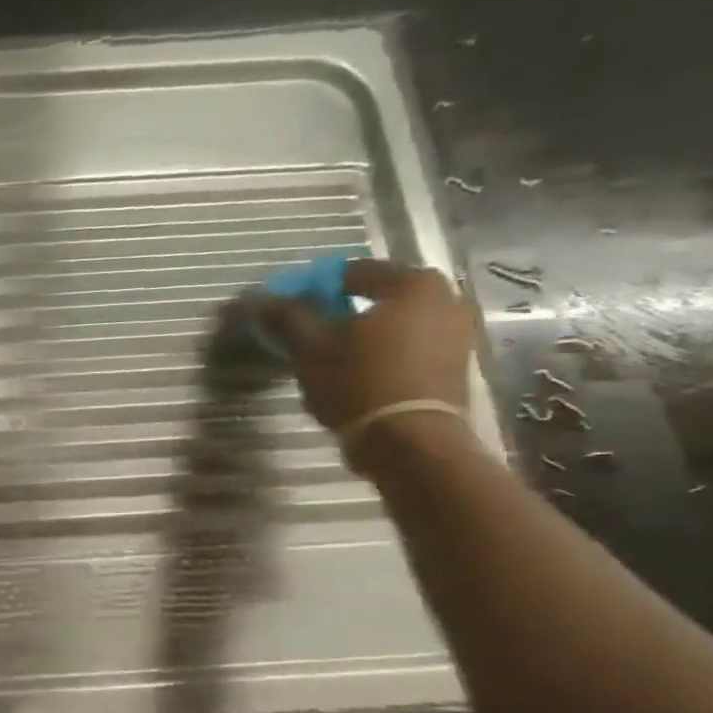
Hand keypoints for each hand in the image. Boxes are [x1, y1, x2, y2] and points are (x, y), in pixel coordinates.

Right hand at [258, 258, 474, 457]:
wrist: (409, 440)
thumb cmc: (358, 381)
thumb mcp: (310, 346)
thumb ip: (285, 316)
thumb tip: (255, 299)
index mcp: (413, 283)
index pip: (350, 272)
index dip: (311, 287)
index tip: (285, 308)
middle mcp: (445, 298)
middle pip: (376, 296)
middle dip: (339, 310)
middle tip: (305, 330)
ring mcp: (457, 331)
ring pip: (392, 322)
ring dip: (359, 332)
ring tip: (326, 354)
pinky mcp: (454, 363)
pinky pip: (407, 344)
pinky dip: (380, 350)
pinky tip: (355, 369)